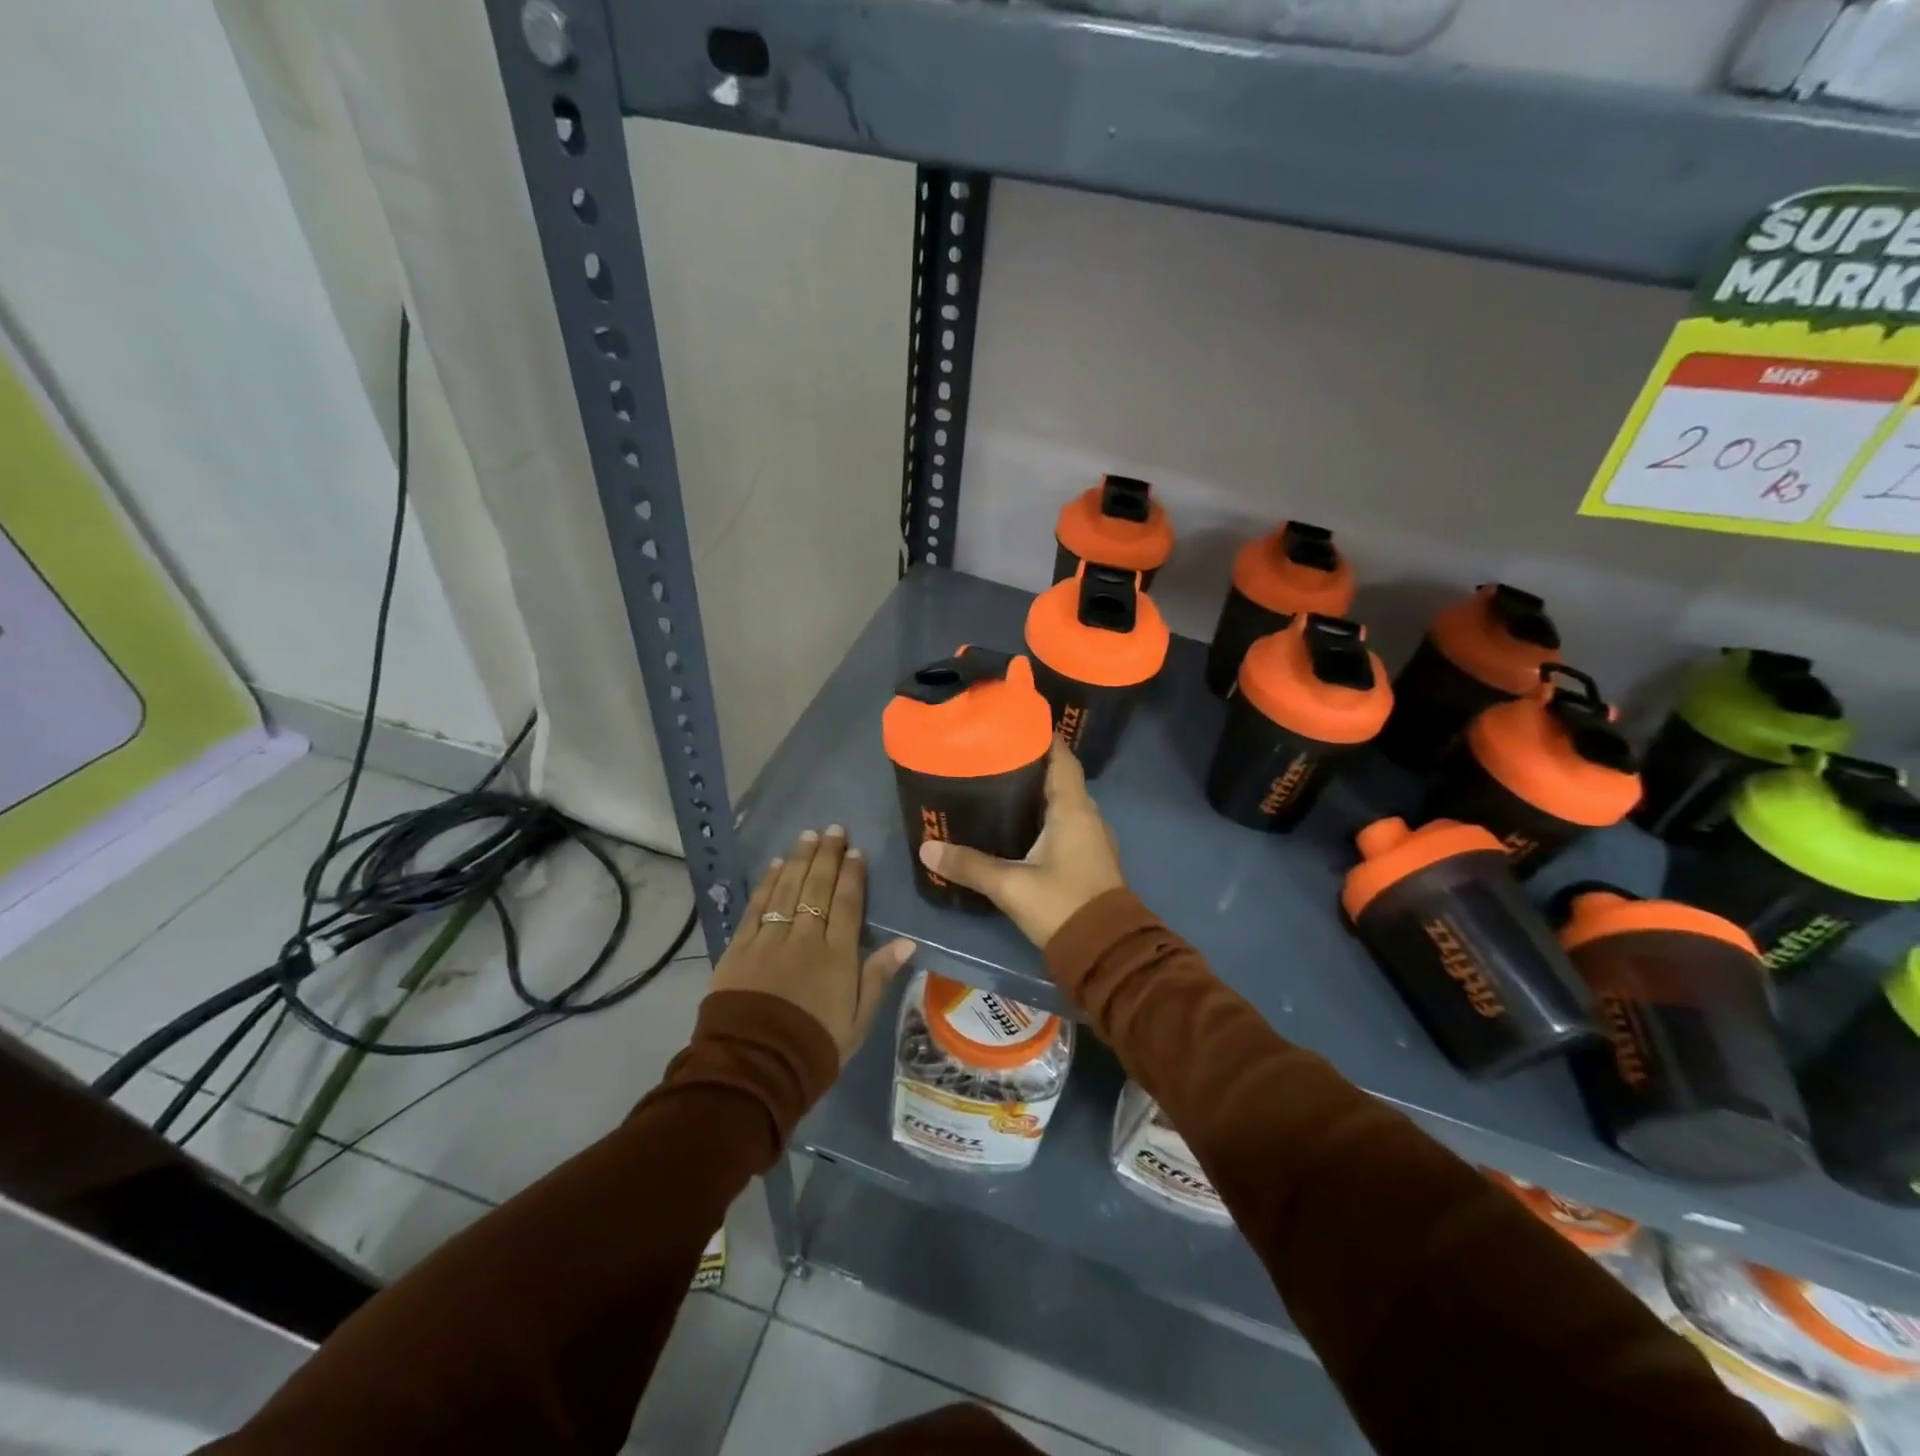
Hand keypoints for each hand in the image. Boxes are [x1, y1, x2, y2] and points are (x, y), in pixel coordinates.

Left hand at [710, 826, 914, 1061]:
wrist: (754, 1067)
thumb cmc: (815, 1047)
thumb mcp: (858, 1020)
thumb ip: (878, 976)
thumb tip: (906, 942)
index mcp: (837, 955)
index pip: (847, 903)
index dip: (852, 874)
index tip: (855, 850)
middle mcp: (804, 938)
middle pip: (817, 887)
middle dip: (826, 855)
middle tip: (832, 829)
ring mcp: (770, 939)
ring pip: (787, 890)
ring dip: (798, 860)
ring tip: (807, 836)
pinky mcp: (740, 948)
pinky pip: (757, 907)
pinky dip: (767, 884)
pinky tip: (775, 865)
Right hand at [918, 739, 1125, 949]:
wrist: (1106, 951)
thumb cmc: (1062, 905)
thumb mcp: (1010, 885)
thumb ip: (969, 865)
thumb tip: (927, 848)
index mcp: (1073, 809)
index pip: (1061, 757)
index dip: (1041, 737)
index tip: (1012, 724)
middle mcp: (1088, 816)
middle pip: (1060, 777)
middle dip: (1031, 764)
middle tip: (993, 756)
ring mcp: (1092, 838)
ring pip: (1063, 802)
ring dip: (1038, 792)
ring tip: (999, 785)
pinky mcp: (1089, 858)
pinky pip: (1066, 823)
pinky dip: (1044, 816)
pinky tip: (1018, 825)